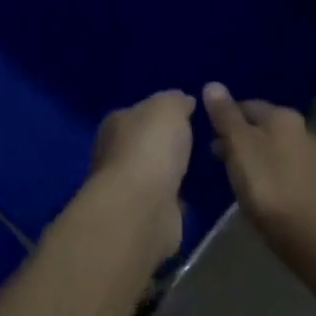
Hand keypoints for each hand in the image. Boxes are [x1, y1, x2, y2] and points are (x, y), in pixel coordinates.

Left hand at [88, 90, 195, 263]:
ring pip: (154, 172)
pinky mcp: (142, 214)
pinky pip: (164, 198)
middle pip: (145, 143)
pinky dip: (175, 196)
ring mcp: (127, 187)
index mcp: (115, 123)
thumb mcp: (168, 107)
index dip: (161, 113)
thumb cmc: (150, 147)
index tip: (187, 116)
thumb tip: (183, 101)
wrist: (142, 206)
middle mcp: (114, 153)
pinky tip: (194, 194)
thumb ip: (176, 100)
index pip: (139, 112)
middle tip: (198, 143)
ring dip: (172, 172)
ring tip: (201, 168)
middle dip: (167, 144)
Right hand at [204, 83, 315, 277]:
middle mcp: (301, 128)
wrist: (307, 234)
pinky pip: (281, 167)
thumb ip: (225, 115)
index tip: (207, 138)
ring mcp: (310, 156)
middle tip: (215, 158)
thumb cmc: (267, 184)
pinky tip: (255, 189)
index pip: (245, 104)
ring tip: (231, 175)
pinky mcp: (312, 181)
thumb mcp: (238, 145)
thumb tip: (212, 84)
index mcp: (283, 115)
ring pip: (270, 146)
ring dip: (250, 155)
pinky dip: (266, 171)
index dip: (223, 119)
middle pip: (259, 125)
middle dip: (237, 137)